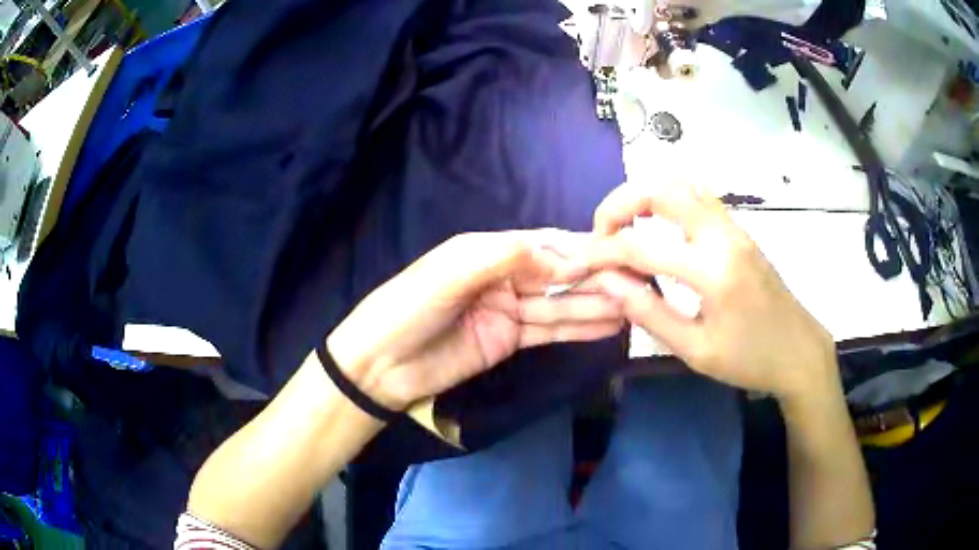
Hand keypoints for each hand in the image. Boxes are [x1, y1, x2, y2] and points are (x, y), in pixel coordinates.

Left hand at [327, 231, 624, 410]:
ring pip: (559, 303)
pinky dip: (578, 327)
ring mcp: (508, 310)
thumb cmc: (408, 308)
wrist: (379, 365)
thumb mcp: (451, 272)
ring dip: (595, 303)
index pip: (544, 244)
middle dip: (596, 277)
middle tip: (638, 281)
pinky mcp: (509, 340)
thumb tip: (565, 255)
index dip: (581, 248)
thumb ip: (506, 257)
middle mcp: (503, 276)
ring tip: (635, 304)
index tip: (620, 253)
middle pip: (558, 274)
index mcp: (488, 251)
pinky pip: (550, 330)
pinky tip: (608, 325)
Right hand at [587, 182, 837, 400]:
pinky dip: (667, 200)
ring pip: (682, 184)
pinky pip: (697, 197)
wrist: (799, 351)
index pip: (643, 246)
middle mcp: (724, 236)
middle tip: (602, 232)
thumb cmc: (749, 359)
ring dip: (645, 195)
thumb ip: (648, 313)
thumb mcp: (696, 350)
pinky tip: (656, 226)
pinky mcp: (739, 230)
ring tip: (624, 226)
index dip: (606, 251)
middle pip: (663, 189)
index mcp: (713, 272)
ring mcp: (734, 228)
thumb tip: (608, 282)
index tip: (585, 263)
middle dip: (621, 202)